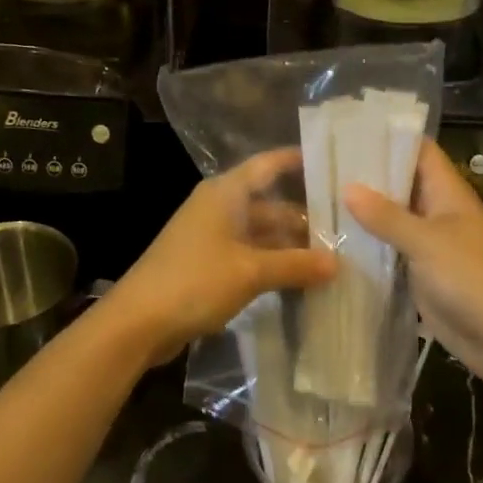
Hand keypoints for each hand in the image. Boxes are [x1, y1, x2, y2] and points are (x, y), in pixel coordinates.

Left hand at [104, 149, 334, 364]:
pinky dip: (272, 263)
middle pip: (268, 203)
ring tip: (331, 257)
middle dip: (303, 216)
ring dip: (289, 245)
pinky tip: (299, 279)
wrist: (138, 322)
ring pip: (260, 232)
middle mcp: (219, 207)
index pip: (267, 165)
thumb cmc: (194, 281)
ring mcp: (211, 236)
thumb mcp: (250, 271)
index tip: (331, 162)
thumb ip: (295, 265)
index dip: (297, 161)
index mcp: (225, 193)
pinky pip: (248, 254)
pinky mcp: (207, 264)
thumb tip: (337, 263)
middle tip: (345, 228)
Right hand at [344, 140, 482, 390]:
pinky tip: (335, 246)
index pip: (418, 151)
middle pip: (401, 185)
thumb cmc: (475, 278)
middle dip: (366, 178)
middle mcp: (438, 213)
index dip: (388, 138)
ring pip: (394, 222)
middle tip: (320, 168)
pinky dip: (370, 250)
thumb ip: (387, 216)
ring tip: (317, 202)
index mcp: (448, 193)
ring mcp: (431, 247)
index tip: (348, 132)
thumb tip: (348, 187)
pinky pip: (393, 256)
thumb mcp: (428, 242)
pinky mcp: (424, 278)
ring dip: (364, 216)